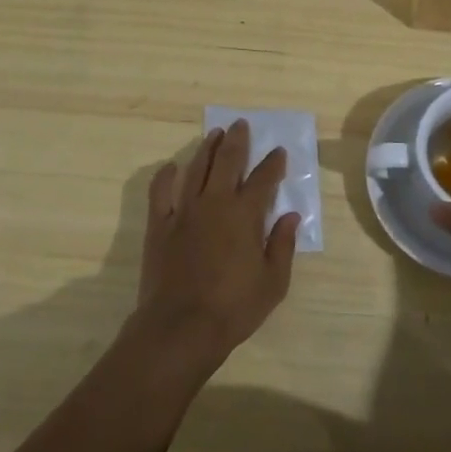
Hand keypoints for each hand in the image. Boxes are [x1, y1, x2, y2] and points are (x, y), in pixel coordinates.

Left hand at [130, 120, 300, 373]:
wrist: (180, 327)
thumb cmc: (234, 308)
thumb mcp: (273, 282)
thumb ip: (283, 245)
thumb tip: (291, 216)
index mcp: (245, 215)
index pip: (264, 179)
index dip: (273, 163)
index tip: (278, 152)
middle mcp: (215, 203)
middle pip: (227, 162)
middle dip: (237, 141)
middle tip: (241, 124)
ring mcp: (184, 211)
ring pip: (196, 169)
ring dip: (207, 148)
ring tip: (215, 134)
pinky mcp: (159, 225)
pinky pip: (160, 192)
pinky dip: (166, 175)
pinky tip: (172, 166)